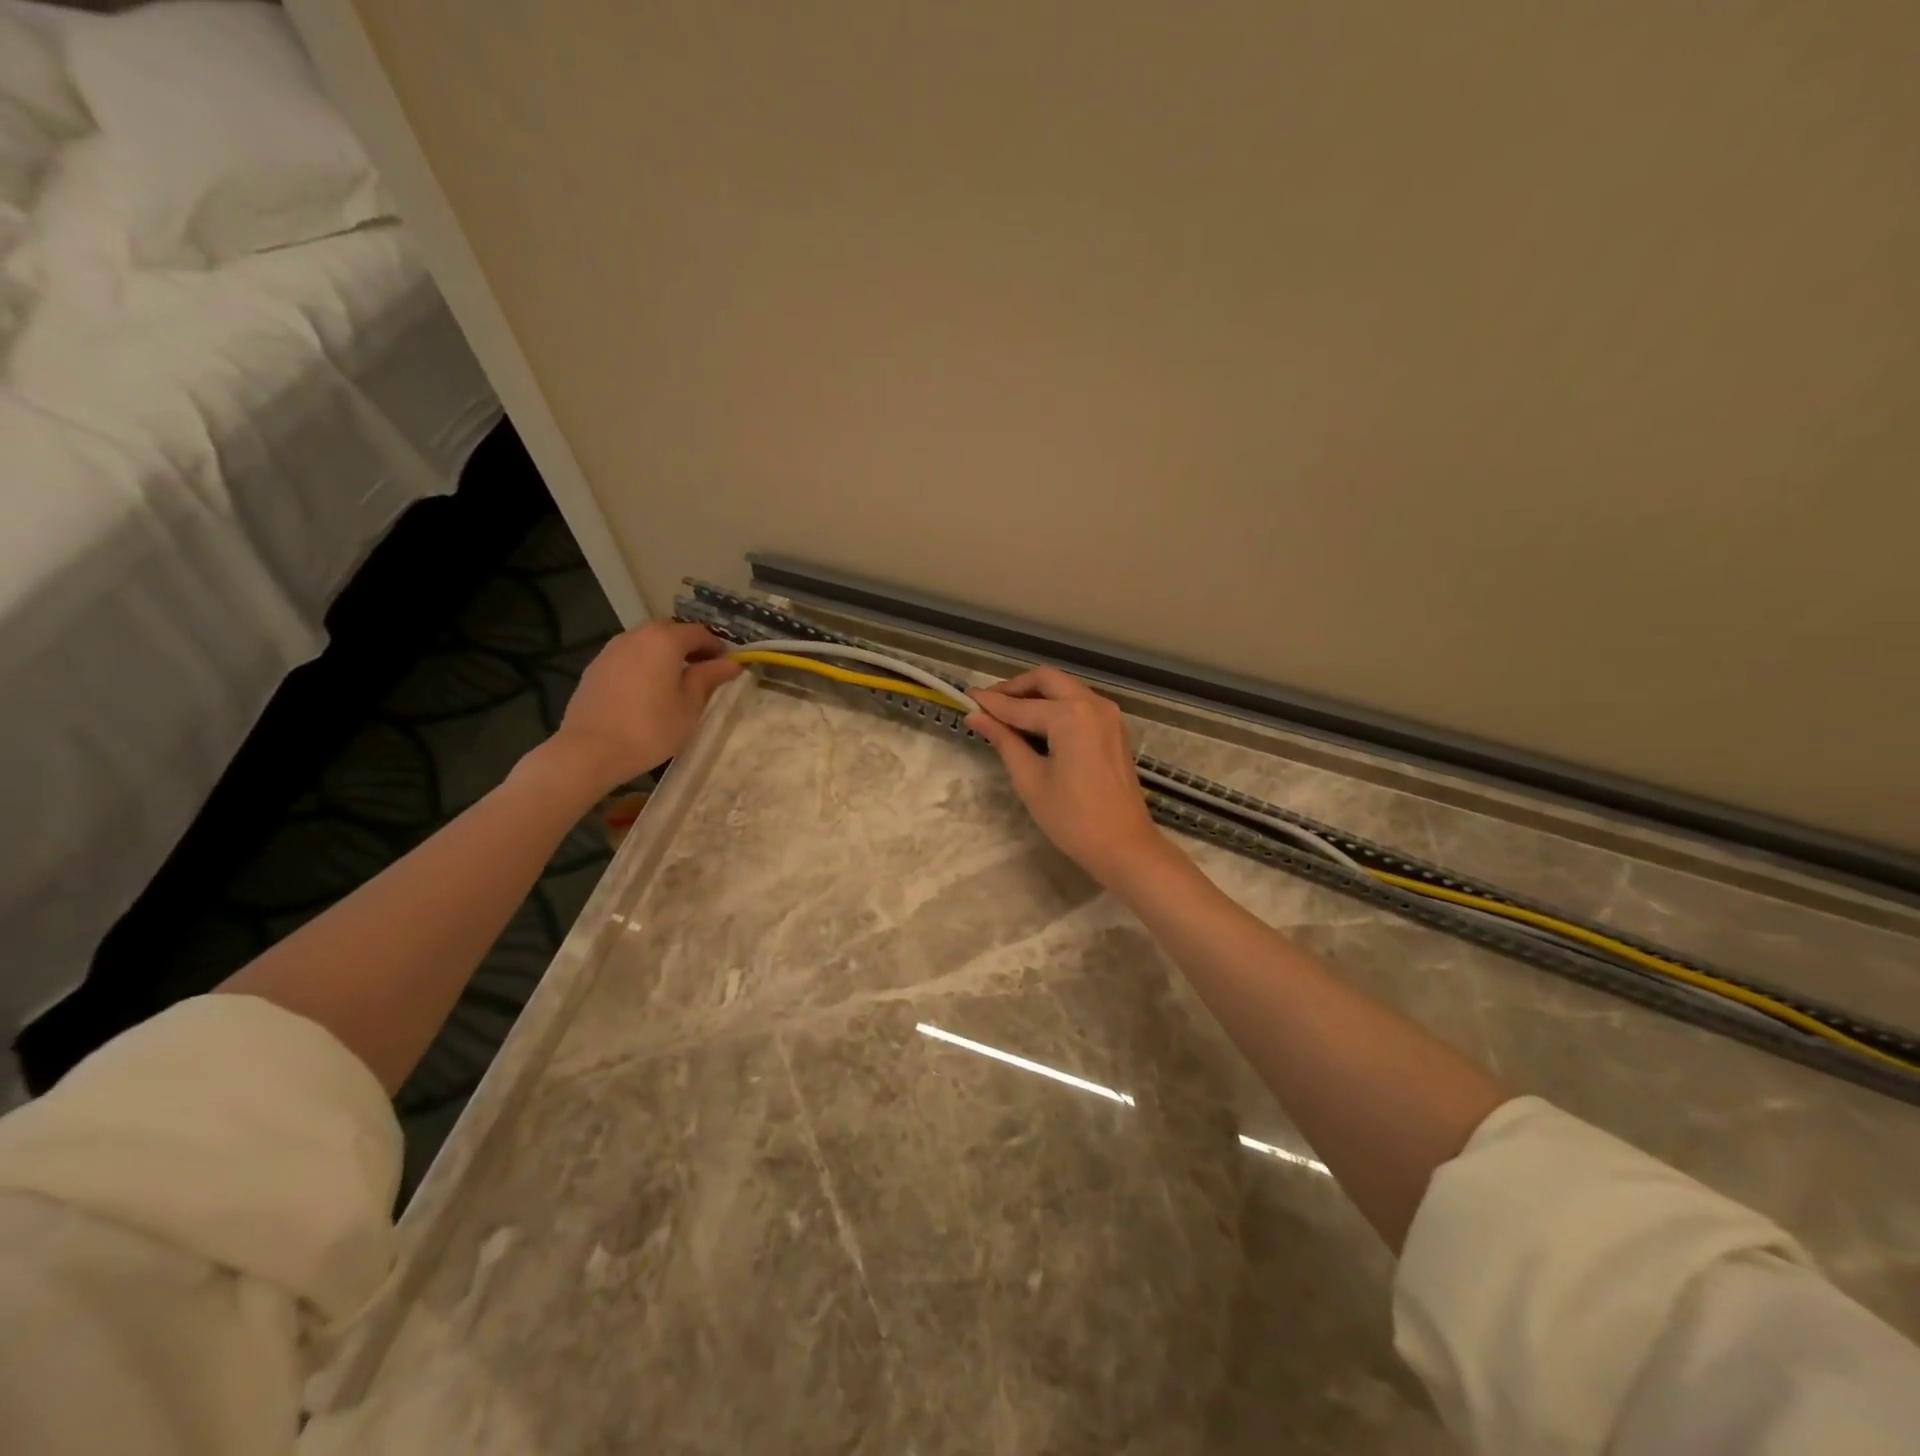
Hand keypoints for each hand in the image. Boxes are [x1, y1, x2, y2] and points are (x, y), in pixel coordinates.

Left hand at [546, 622, 741, 792]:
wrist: (590, 750)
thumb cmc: (650, 728)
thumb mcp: (689, 706)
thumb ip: (708, 678)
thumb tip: (730, 664)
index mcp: (664, 640)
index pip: (699, 633)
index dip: (717, 647)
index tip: (727, 666)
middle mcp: (636, 635)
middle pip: (670, 631)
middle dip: (689, 646)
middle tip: (703, 672)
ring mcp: (612, 649)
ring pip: (646, 642)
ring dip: (664, 654)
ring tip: (675, 681)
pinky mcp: (596, 667)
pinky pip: (628, 656)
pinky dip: (644, 664)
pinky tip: (647, 690)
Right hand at [968, 667, 1172, 889]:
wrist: (1124, 846)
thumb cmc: (1072, 818)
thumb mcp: (1030, 780)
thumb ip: (1003, 741)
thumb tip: (976, 717)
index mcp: (1070, 715)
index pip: (1020, 705)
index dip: (990, 703)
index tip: (965, 698)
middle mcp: (1092, 703)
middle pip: (1047, 680)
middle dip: (1015, 688)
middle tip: (988, 704)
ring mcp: (1108, 714)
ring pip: (1065, 687)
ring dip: (1036, 694)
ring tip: (1007, 714)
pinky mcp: (1115, 727)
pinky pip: (1080, 702)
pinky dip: (1056, 704)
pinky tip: (1036, 724)